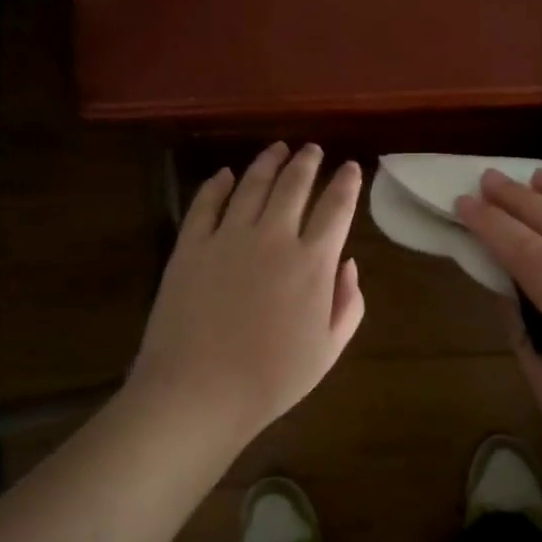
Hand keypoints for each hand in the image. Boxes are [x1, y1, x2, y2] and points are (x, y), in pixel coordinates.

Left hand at [127, 144, 364, 446]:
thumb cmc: (272, 378)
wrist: (199, 392)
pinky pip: (206, 203)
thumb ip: (349, 303)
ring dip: (268, 162)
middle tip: (312, 149)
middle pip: (294, 184)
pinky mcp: (190, 245)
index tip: (351, 168)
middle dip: (308, 161)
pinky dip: (217, 184)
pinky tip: (225, 175)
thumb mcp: (329, 349)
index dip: (347, 182)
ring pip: (252, 184)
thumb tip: (348, 263)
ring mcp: (228, 237)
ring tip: (277, 149)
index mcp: (313, 262)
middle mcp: (273, 237)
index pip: (337, 207)